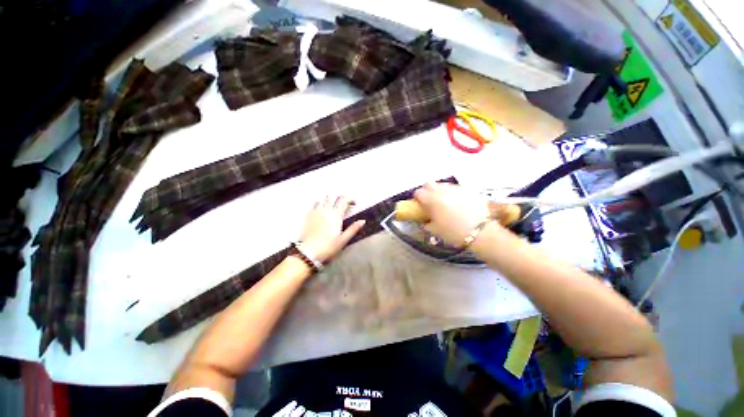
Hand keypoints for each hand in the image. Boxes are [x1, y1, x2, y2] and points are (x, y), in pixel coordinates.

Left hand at [299, 196, 364, 262]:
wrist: (309, 252)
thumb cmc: (328, 247)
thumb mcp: (344, 239)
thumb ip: (353, 229)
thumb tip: (362, 221)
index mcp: (336, 215)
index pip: (344, 200)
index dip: (350, 199)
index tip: (353, 204)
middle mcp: (326, 210)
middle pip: (334, 197)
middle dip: (341, 198)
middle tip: (344, 204)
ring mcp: (316, 212)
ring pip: (323, 198)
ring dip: (330, 200)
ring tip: (332, 206)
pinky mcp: (308, 215)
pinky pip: (314, 204)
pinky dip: (320, 204)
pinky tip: (321, 210)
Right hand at [413, 183, 494, 245]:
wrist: (481, 232)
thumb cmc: (454, 232)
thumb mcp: (435, 230)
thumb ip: (426, 222)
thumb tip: (424, 219)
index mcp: (432, 200)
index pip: (418, 193)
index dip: (416, 198)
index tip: (418, 204)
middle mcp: (442, 191)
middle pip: (429, 184)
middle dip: (426, 190)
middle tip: (429, 201)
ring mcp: (456, 189)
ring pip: (442, 184)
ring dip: (439, 190)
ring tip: (443, 201)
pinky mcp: (468, 190)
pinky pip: (455, 188)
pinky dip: (451, 193)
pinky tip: (456, 202)